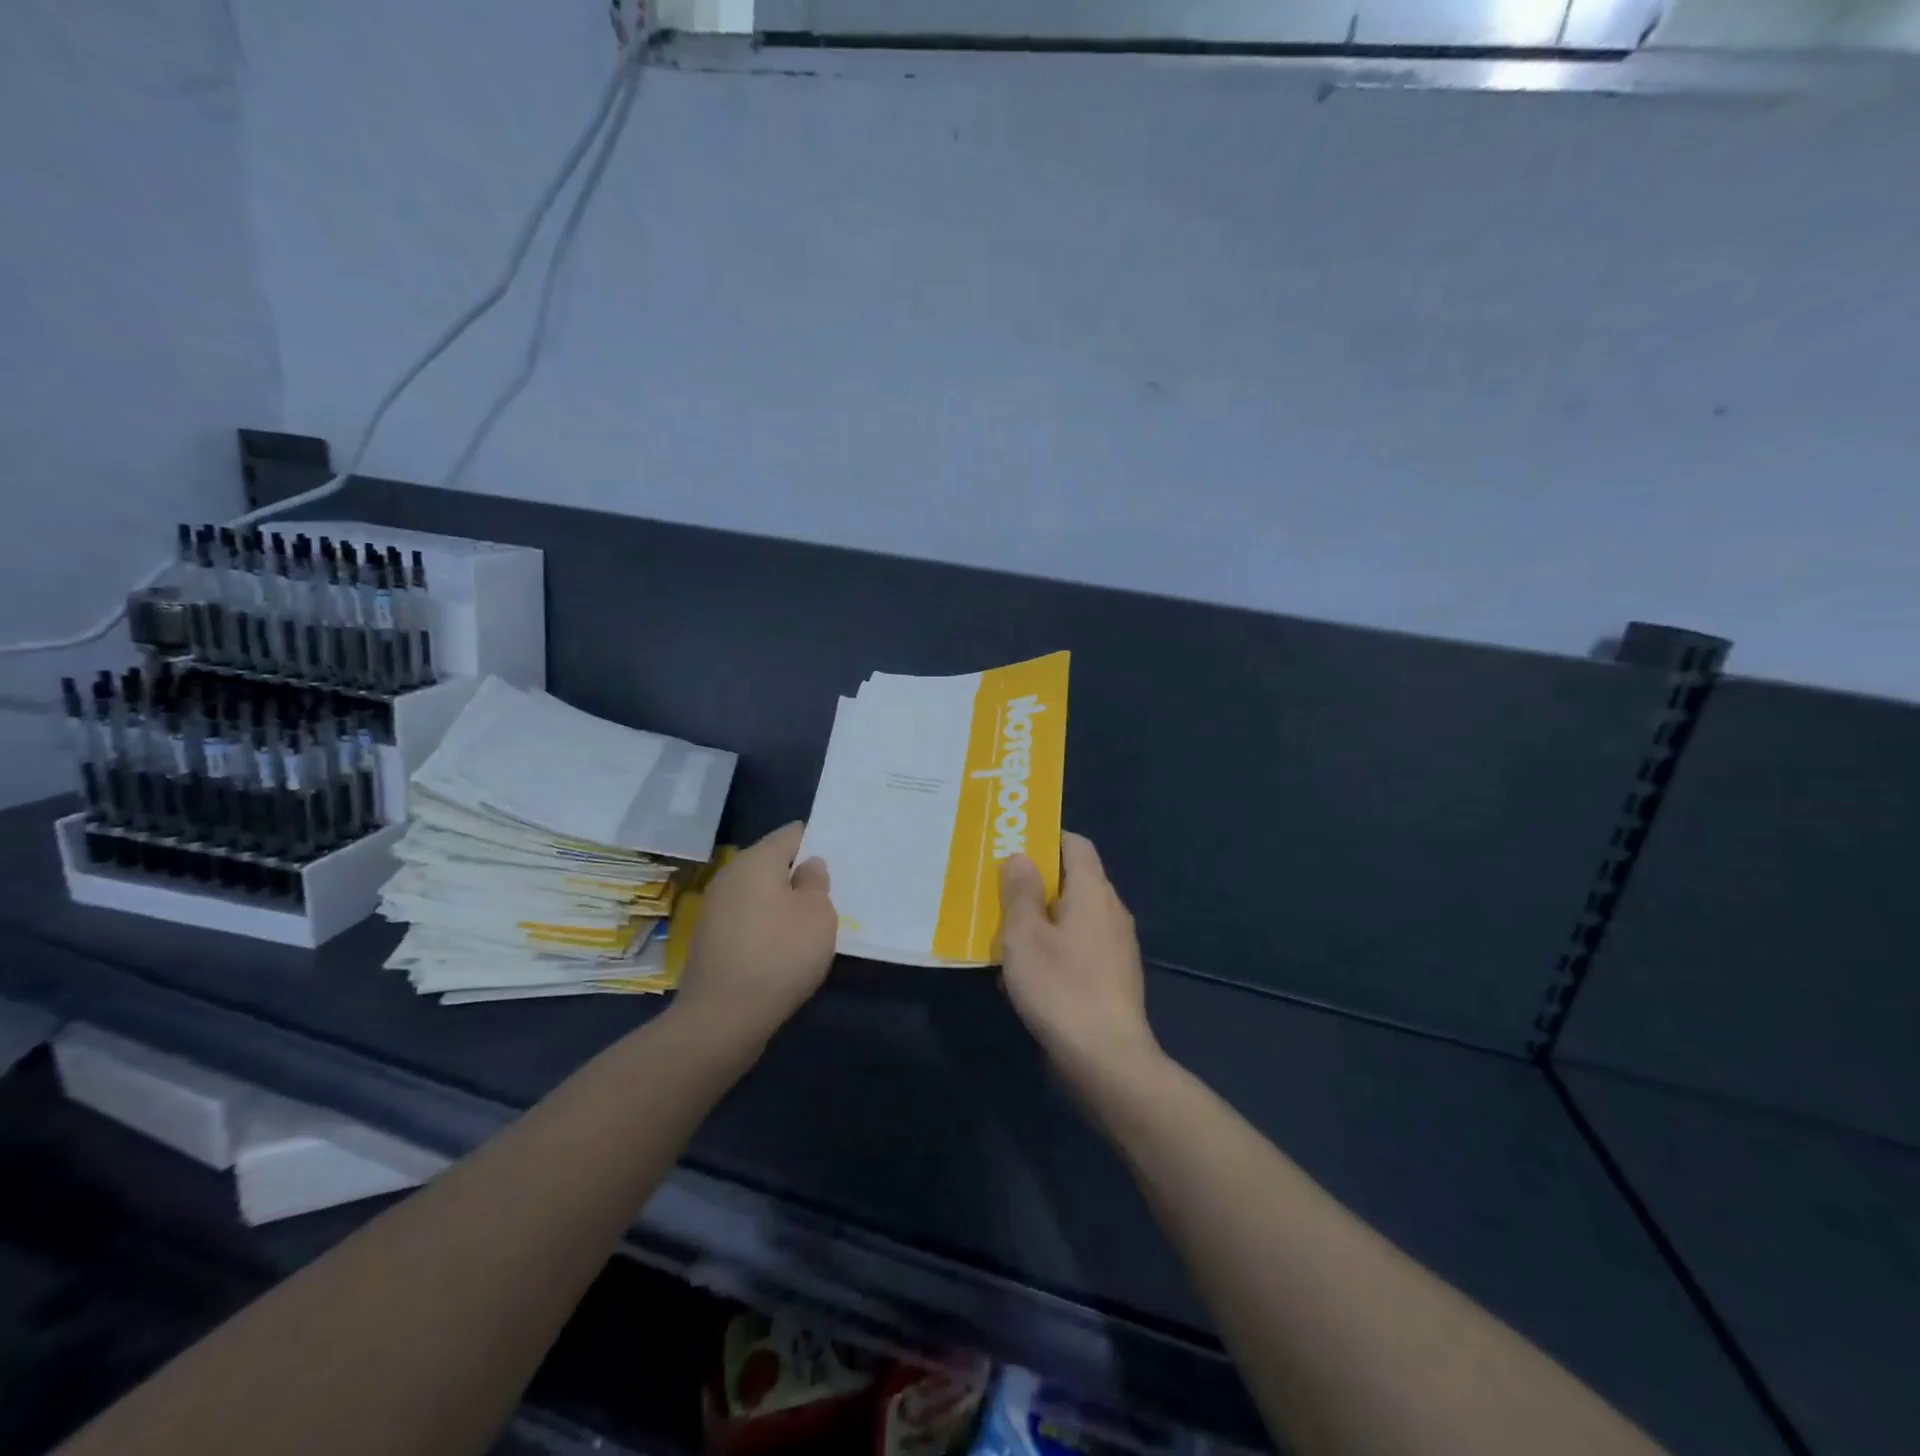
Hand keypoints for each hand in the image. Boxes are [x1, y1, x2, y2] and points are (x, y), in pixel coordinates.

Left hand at [675, 823, 836, 1049]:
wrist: (722, 1018)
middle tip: (829, 893)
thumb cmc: (780, 955)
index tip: (838, 861)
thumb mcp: (818, 915)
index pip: (792, 834)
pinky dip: (765, 924)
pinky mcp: (710, 938)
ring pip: (758, 891)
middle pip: (772, 862)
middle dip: (798, 874)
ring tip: (809, 922)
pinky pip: (746, 917)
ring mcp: (715, 907)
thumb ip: (816, 882)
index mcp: (756, 860)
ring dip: (782, 902)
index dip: (817, 842)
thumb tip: (807, 867)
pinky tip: (782, 947)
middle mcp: (730, 875)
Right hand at [1000, 833, 1160, 1082]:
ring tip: (1007, 931)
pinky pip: (1081, 946)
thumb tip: (1022, 857)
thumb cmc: (1060, 987)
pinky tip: (1030, 972)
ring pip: (1075, 915)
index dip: (1046, 837)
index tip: (1014, 845)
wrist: (1107, 1059)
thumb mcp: (1025, 935)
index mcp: (1093, 891)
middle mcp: (1111, 911)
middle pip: (1075, 879)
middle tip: (1000, 889)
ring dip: (1044, 918)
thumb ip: (1020, 891)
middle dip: (1038, 881)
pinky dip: (1056, 946)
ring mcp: (1117, 946)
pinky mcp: (1115, 976)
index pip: (1076, 844)